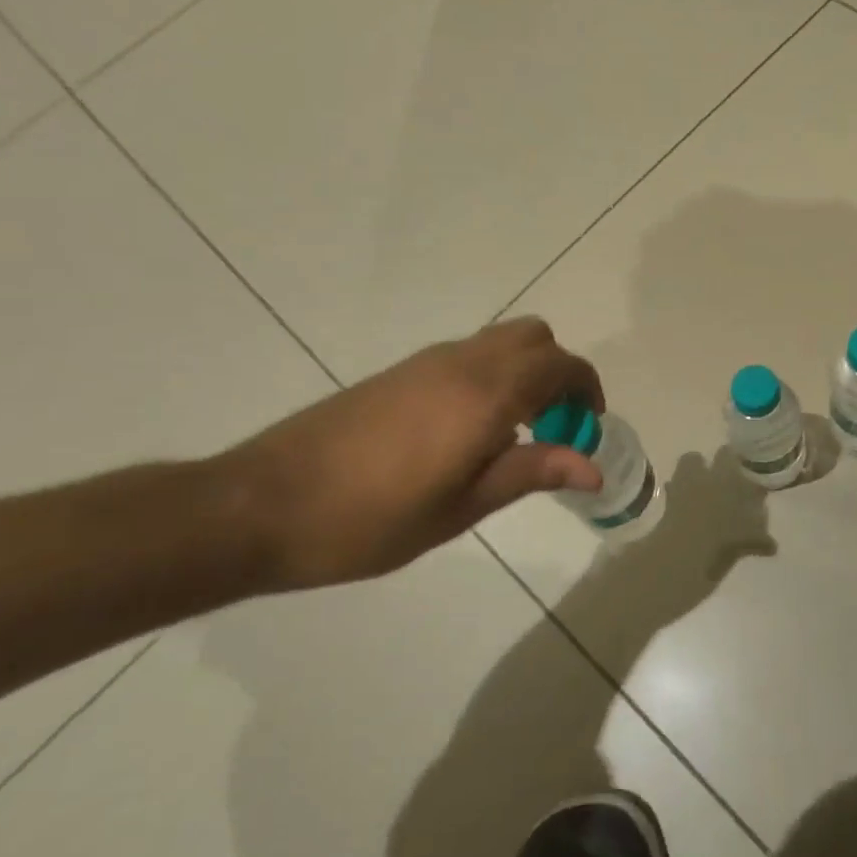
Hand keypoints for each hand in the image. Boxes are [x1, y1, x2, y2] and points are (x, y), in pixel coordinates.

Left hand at [222, 318, 604, 590]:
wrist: (262, 505)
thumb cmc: (371, 519)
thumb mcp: (461, 507)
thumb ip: (530, 472)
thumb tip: (595, 468)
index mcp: (484, 394)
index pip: (561, 365)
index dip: (587, 390)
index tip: (589, 429)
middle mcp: (461, 363)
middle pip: (535, 337)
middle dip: (559, 373)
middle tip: (554, 428)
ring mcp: (426, 363)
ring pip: (500, 342)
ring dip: (525, 373)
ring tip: (515, 436)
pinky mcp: (399, 372)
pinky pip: (469, 355)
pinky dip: (493, 376)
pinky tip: (468, 433)